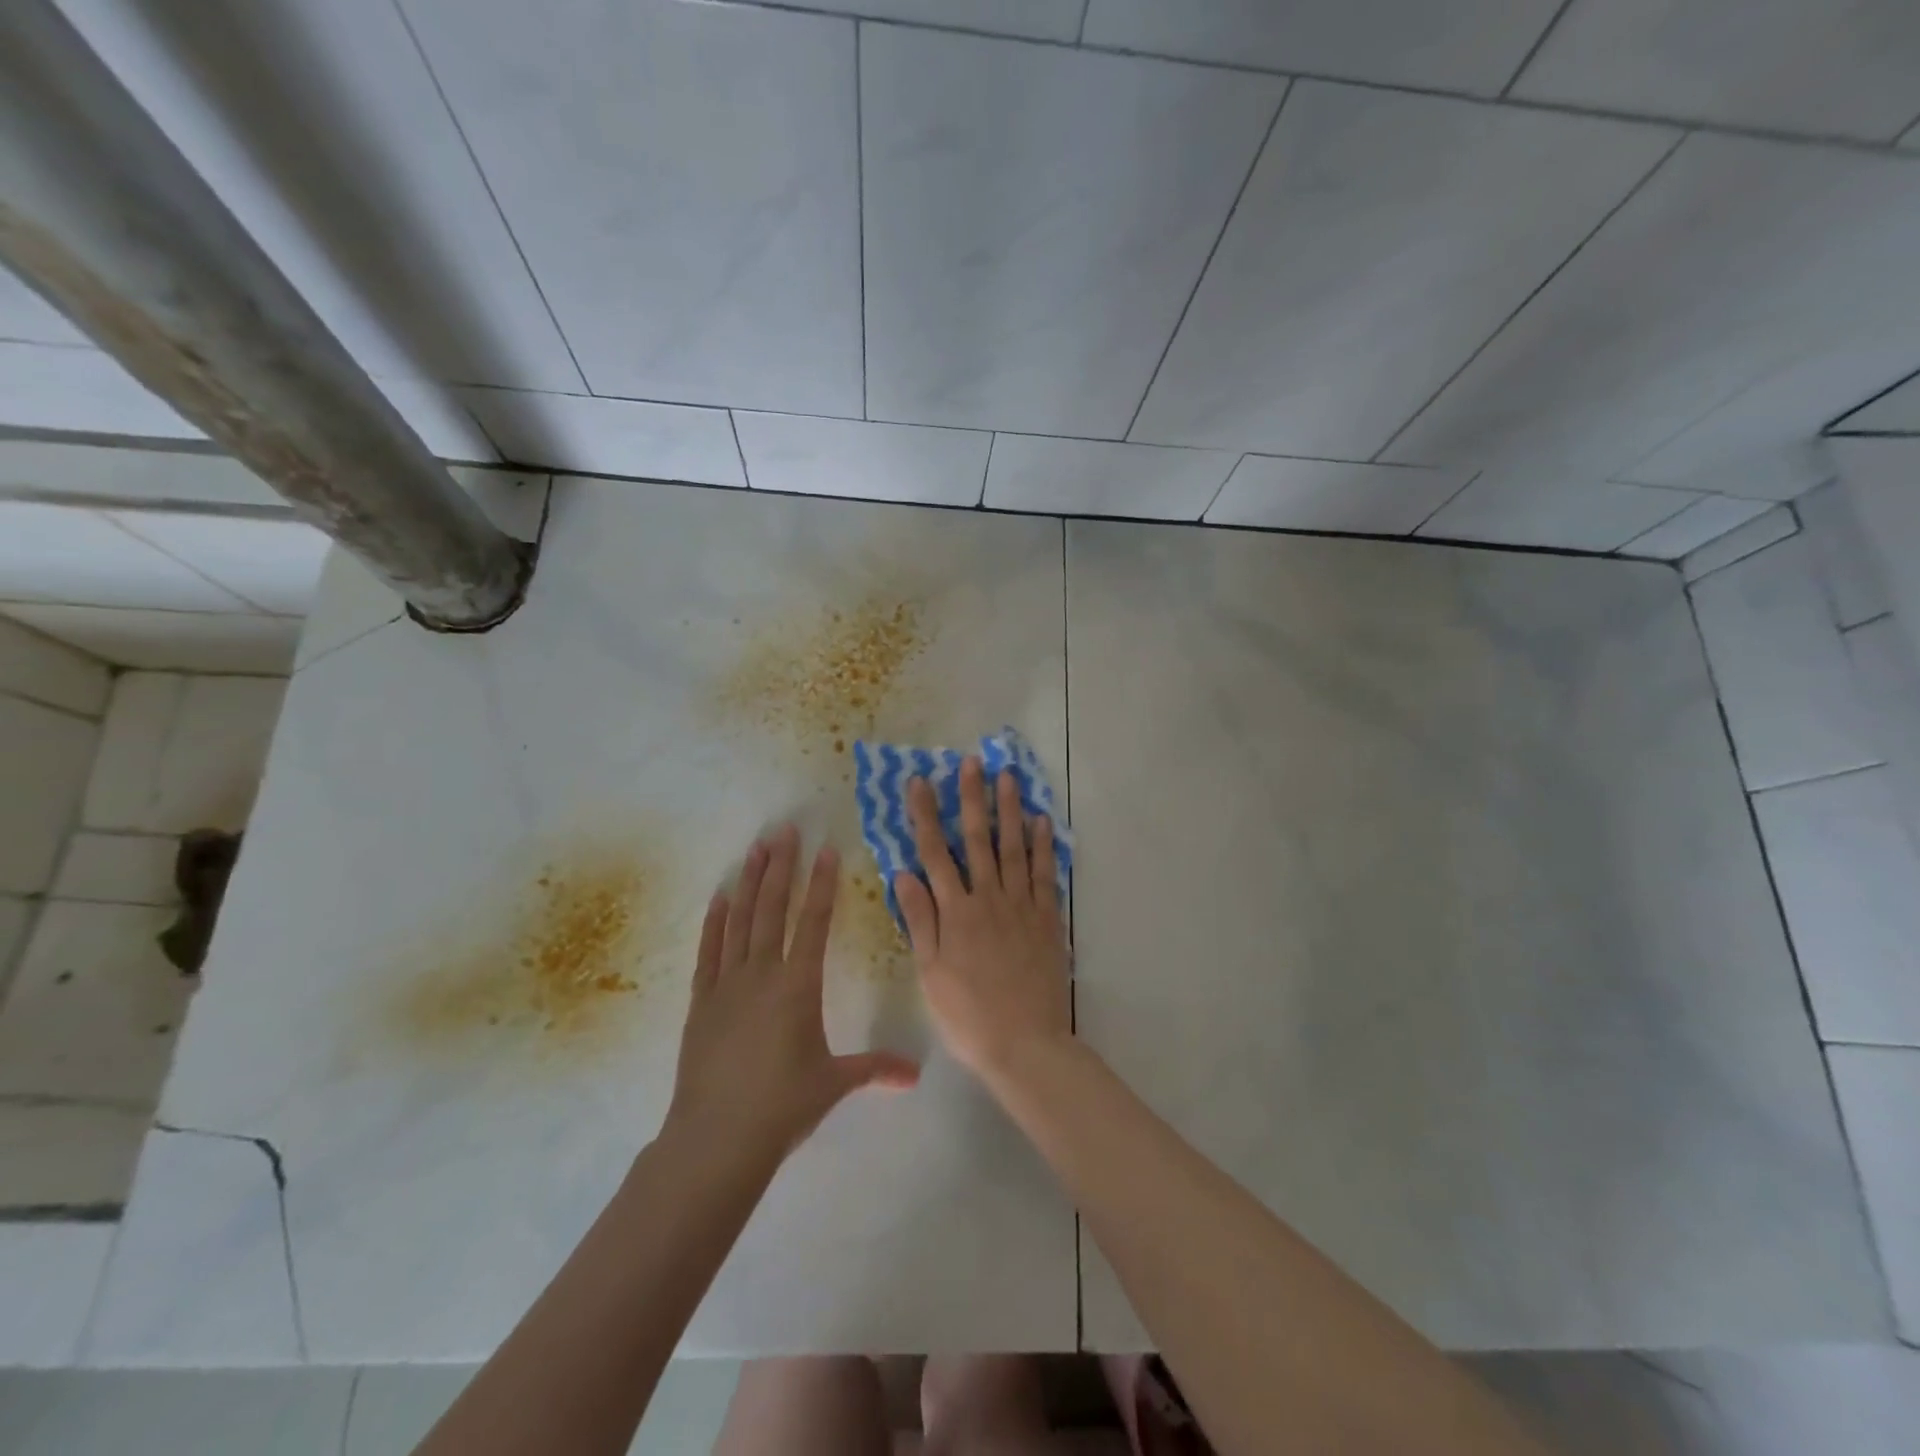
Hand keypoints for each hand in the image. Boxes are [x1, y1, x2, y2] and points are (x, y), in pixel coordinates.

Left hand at [667, 826, 918, 1164]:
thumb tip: (916, 1075)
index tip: (825, 849)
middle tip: (784, 830)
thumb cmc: (782, 1107)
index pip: (813, 922)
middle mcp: (762, 974)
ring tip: (757, 848)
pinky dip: (714, 921)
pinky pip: (709, 951)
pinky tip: (720, 896)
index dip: (821, 883)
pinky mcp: (701, 1002)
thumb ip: (875, 1069)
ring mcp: (727, 985)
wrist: (715, 1139)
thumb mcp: (834, 1084)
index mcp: (798, 986)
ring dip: (749, 882)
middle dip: (781, 867)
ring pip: (740, 921)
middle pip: (772, 908)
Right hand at [894, 757, 1071, 1089]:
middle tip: (972, 763)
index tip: (920, 783)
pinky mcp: (1047, 919)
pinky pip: (1045, 874)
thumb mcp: (930, 973)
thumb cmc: (968, 1014)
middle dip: (972, 798)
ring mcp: (1021, 906)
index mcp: (955, 912)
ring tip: (1008, 776)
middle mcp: (988, 898)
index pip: (935, 854)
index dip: (925, 816)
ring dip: (1009, 810)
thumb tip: (903, 874)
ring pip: (1014, 848)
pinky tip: (1041, 821)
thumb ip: (920, 920)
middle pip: (977, 840)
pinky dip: (1044, 846)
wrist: (1025, 1044)